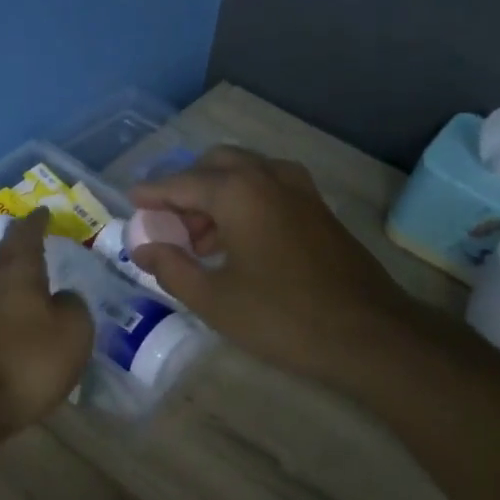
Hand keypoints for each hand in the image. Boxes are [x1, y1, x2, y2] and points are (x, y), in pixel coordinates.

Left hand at [0, 209, 93, 434]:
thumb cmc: (26, 360)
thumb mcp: (72, 331)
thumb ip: (74, 306)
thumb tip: (63, 298)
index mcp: (16, 270)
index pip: (27, 233)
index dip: (38, 221)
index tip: (45, 210)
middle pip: (7, 256)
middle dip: (23, 247)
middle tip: (42, 241)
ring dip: (17, 280)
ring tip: (38, 281)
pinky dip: (11, 309)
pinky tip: (23, 321)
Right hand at [129, 147, 419, 385]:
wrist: (368, 334)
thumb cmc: (282, 317)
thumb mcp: (214, 299)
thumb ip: (171, 267)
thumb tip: (143, 247)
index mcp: (238, 192)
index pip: (181, 183)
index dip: (152, 193)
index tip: (131, 201)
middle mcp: (268, 176)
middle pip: (215, 165)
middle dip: (186, 188)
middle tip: (169, 225)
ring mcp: (299, 189)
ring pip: (245, 174)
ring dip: (216, 195)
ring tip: (199, 242)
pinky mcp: (318, 208)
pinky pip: (269, 188)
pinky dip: (245, 201)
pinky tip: (238, 241)